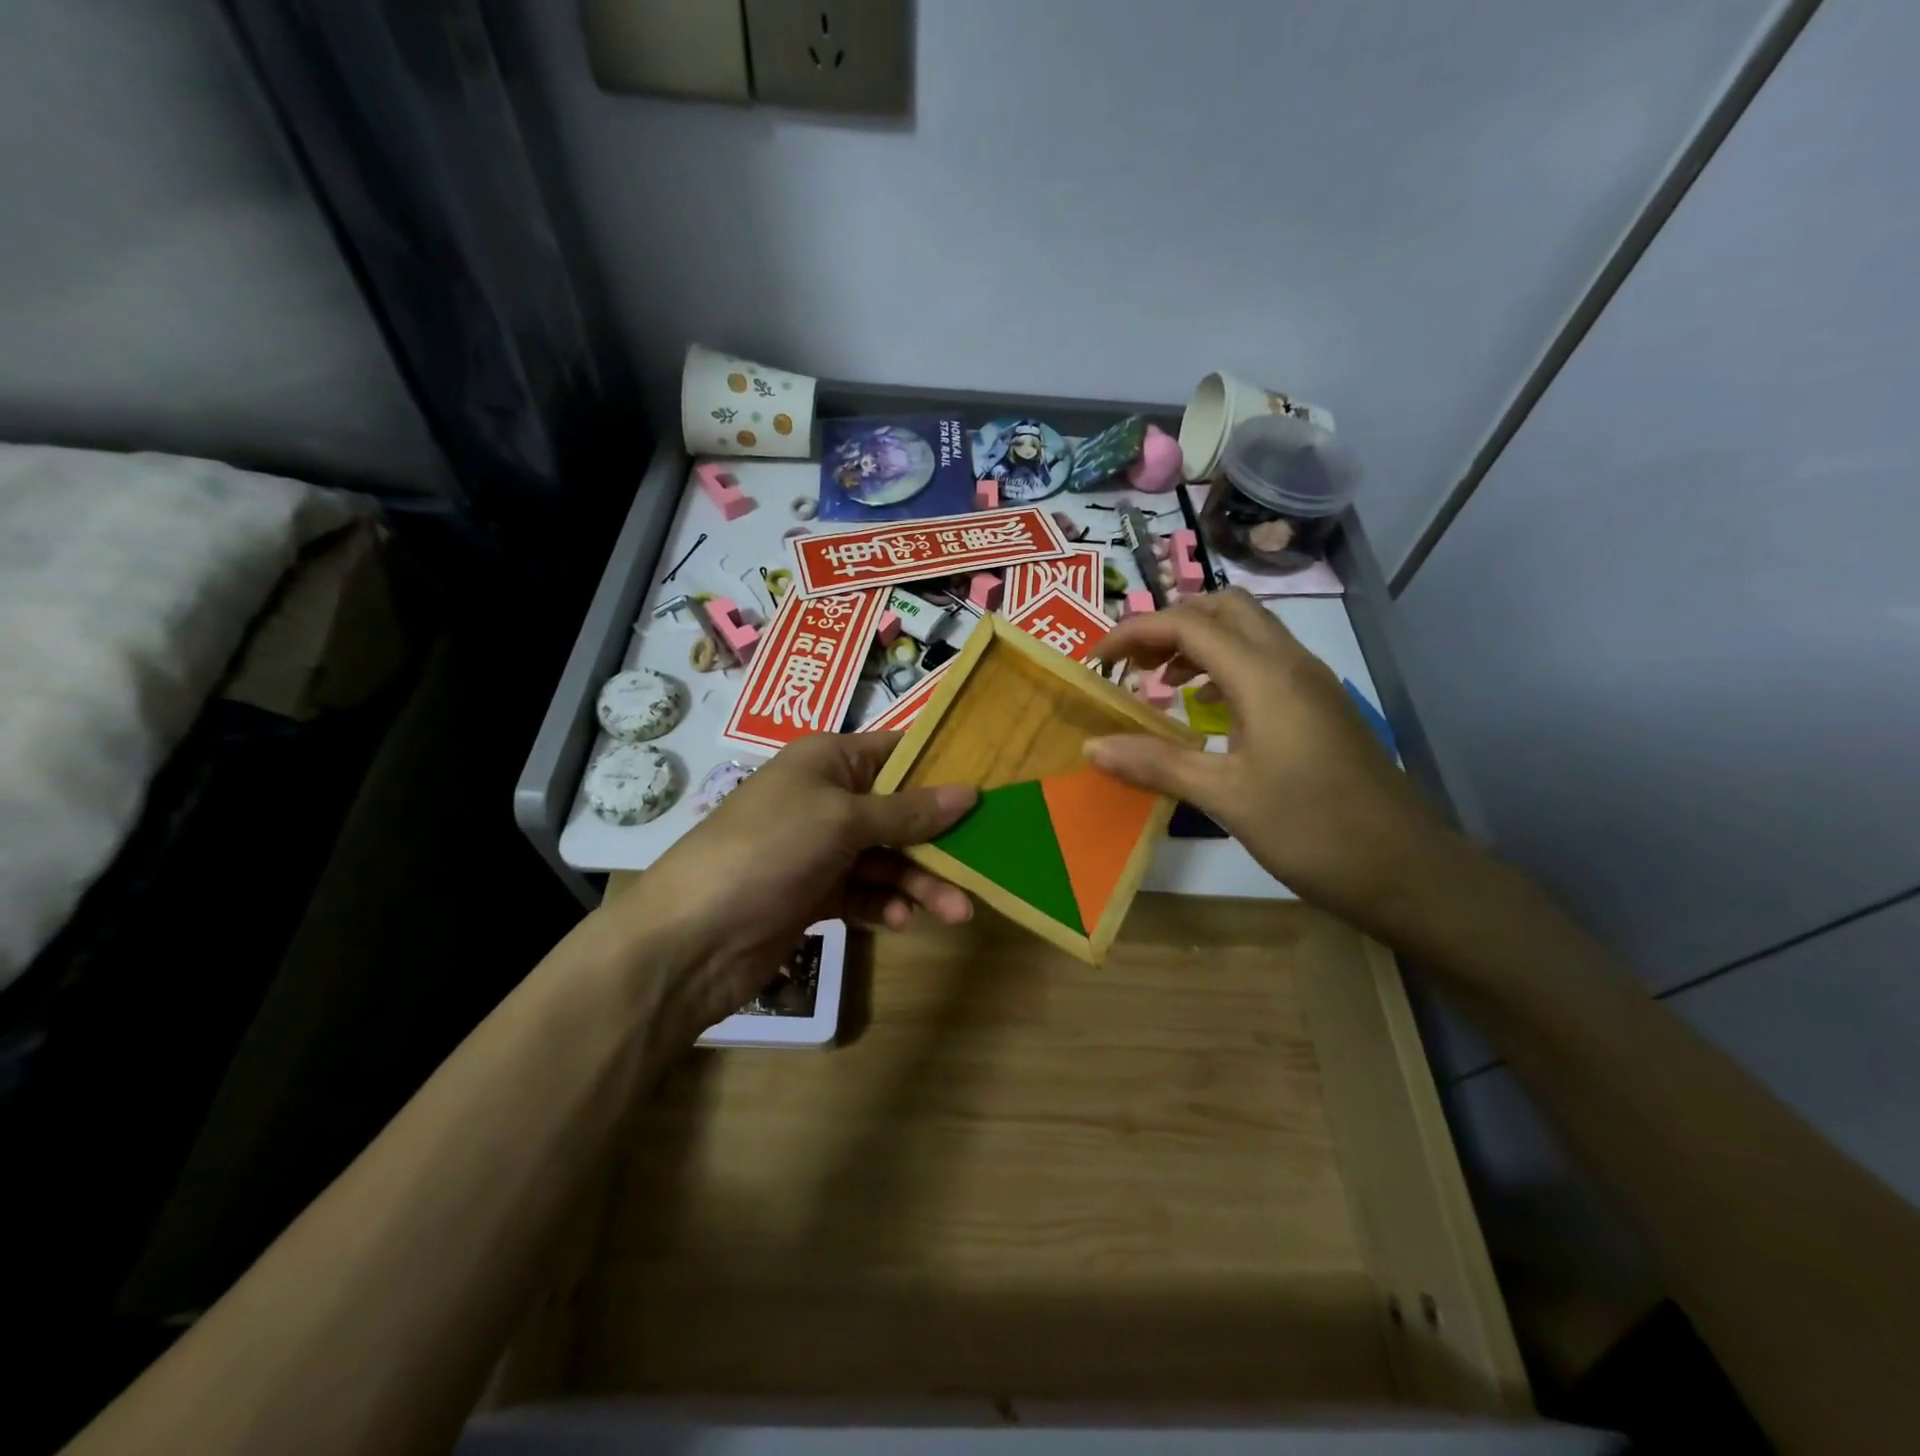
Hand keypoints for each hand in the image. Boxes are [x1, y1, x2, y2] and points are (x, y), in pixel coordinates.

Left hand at [600, 733, 975, 1034]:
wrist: (692, 938)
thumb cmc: (769, 850)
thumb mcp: (842, 820)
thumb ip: (908, 812)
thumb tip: (970, 792)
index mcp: (827, 761)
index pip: (896, 753)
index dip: (941, 769)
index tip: (989, 788)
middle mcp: (826, 799)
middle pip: (899, 812)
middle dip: (938, 841)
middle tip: (984, 866)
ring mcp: (819, 849)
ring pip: (886, 858)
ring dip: (920, 882)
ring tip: (957, 912)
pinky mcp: (814, 894)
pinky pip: (864, 892)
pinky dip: (884, 905)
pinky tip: (900, 921)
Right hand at [1088, 590, 1451, 928]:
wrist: (1406, 870)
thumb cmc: (1312, 830)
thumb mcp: (1225, 797)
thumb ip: (1156, 763)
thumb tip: (1092, 745)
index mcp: (1265, 676)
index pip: (1187, 624)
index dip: (1133, 632)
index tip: (1095, 662)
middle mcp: (1290, 664)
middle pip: (1223, 609)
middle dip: (1169, 622)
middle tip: (1131, 662)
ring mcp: (1311, 684)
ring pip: (1248, 632)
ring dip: (1198, 641)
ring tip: (1159, 680)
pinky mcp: (1319, 707)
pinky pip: (1264, 662)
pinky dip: (1224, 667)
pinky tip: (1205, 708)